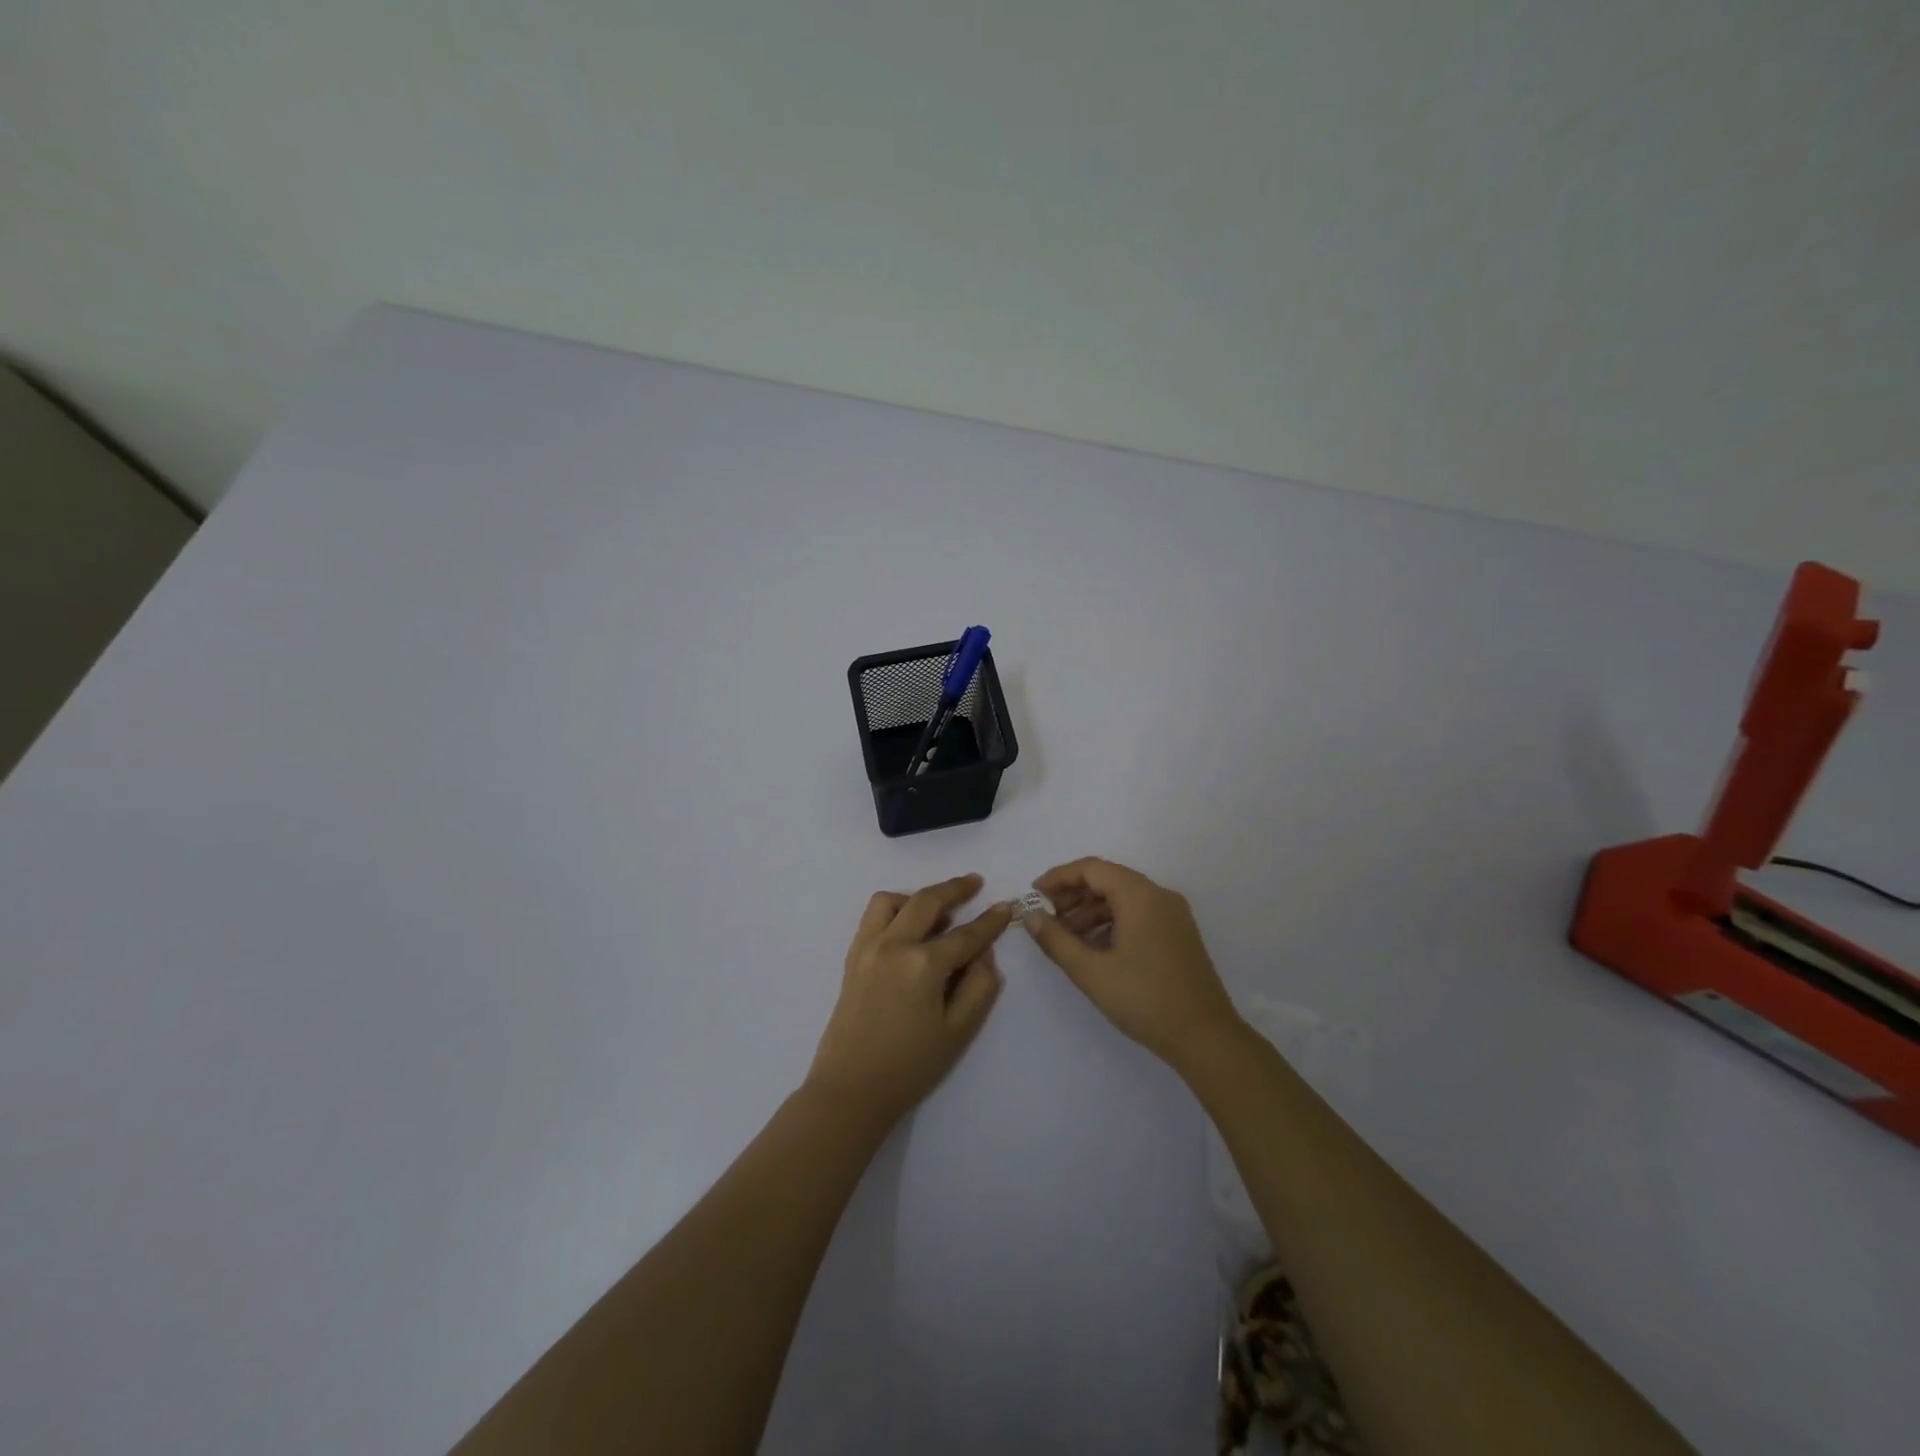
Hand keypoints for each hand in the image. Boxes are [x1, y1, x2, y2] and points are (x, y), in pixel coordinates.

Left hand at [806, 874, 1010, 1127]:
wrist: (851, 1090)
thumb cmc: (911, 1066)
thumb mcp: (959, 1031)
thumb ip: (980, 986)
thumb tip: (983, 954)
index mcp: (923, 964)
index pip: (965, 934)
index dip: (990, 921)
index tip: (1007, 906)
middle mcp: (893, 945)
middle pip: (927, 901)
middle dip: (955, 888)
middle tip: (975, 883)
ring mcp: (868, 947)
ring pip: (893, 900)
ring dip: (918, 897)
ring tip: (937, 912)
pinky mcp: (852, 956)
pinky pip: (873, 916)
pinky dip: (894, 910)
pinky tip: (908, 927)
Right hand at [1023, 857, 1242, 1070]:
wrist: (1206, 1038)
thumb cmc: (1145, 1000)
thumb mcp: (1091, 972)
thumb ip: (1056, 940)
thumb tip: (1031, 917)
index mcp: (1140, 896)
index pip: (1092, 868)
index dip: (1059, 877)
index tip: (1034, 896)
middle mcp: (1159, 895)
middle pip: (1108, 879)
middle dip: (1073, 894)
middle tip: (1047, 918)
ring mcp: (1173, 914)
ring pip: (1123, 897)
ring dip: (1091, 910)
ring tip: (1066, 936)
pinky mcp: (1178, 933)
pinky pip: (1138, 913)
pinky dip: (1112, 921)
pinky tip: (1095, 947)